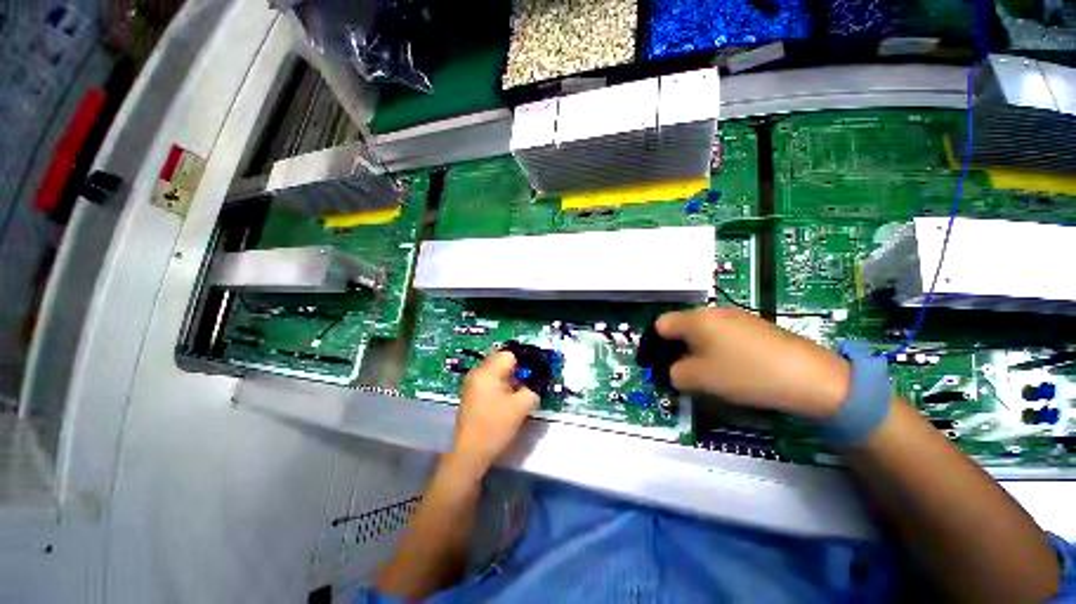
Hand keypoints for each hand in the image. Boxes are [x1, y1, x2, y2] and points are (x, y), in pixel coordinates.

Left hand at [450, 351, 539, 475]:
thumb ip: (532, 391)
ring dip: (509, 380)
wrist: (470, 453)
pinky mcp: (471, 395)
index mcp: (487, 372)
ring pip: (496, 373)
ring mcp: (472, 384)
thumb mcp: (521, 407)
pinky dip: (500, 388)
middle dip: (516, 371)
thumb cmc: (495, 426)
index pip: (509, 355)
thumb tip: (532, 387)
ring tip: (516, 396)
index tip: (532, 376)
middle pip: (501, 361)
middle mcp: (477, 373)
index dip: (523, 363)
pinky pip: (489, 383)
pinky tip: (505, 403)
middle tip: (525, 386)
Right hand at [656, 307, 850, 419]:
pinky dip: (719, 349)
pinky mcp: (754, 325)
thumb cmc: (745, 374)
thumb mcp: (700, 379)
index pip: (660, 324)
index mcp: (695, 319)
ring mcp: (736, 316)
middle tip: (686, 372)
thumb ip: (674, 374)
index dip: (656, 344)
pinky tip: (735, 367)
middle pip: (681, 327)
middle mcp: (713, 311)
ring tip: (712, 372)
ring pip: (703, 331)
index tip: (663, 364)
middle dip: (678, 349)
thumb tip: (673, 372)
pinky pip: (723, 334)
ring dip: (698, 350)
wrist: (810, 377)